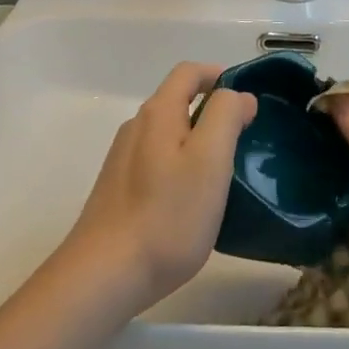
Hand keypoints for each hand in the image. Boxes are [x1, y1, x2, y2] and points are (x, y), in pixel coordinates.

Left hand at [57, 62, 255, 315]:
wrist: (102, 276)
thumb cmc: (166, 215)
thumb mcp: (210, 160)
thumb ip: (226, 116)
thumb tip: (238, 96)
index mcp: (158, 112)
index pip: (189, 72)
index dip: (218, 75)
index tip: (246, 102)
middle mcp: (136, 127)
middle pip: (177, 101)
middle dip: (211, 112)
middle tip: (241, 143)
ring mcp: (122, 159)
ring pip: (167, 134)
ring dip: (196, 142)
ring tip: (220, 177)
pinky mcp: (117, 190)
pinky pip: (156, 162)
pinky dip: (179, 167)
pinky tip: (189, 203)